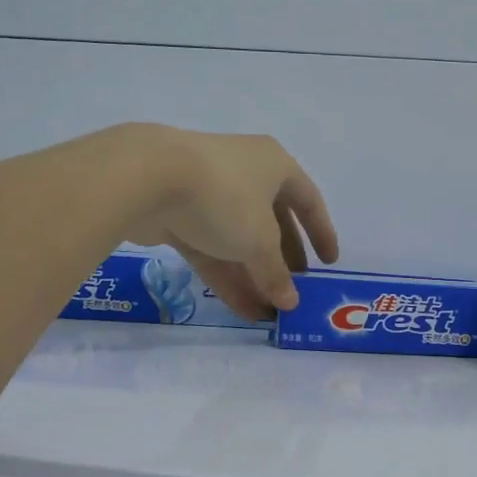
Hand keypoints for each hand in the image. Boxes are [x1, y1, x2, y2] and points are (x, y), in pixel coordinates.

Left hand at [120, 126, 338, 318]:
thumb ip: (276, 273)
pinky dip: (226, 275)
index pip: (309, 200)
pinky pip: (211, 248)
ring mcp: (208, 192)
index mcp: (274, 165)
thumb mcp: (259, 241)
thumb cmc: (224, 198)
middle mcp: (245, 173)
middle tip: (294, 289)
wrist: (147, 178)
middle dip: (283, 259)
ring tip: (268, 311)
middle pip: (273, 221)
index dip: (321, 232)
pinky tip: (241, 308)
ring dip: (254, 275)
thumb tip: (290, 302)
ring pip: (239, 239)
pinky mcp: (178, 213)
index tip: (329, 262)